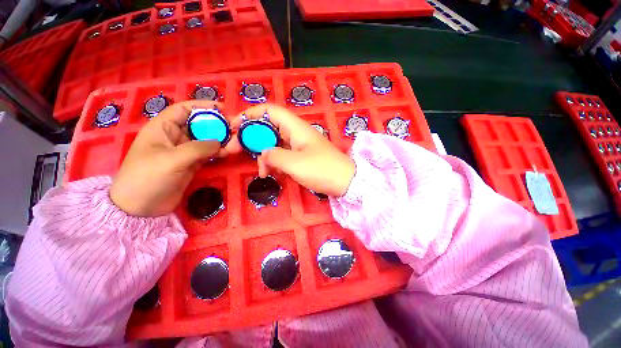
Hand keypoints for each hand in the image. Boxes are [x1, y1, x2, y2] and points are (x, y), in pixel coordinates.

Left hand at [111, 101, 231, 216]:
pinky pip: (208, 153)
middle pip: (198, 124)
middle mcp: (174, 136)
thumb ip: (199, 148)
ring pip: (205, 139)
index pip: (184, 110)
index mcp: (162, 127)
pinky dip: (218, 152)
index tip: (223, 109)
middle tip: (235, 127)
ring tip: (235, 141)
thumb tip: (221, 143)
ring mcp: (184, 151)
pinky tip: (227, 153)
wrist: (141, 207)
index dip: (203, 106)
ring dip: (220, 139)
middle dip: (216, 124)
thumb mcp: (173, 159)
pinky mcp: (191, 163)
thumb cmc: (148, 177)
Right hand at [229, 104, 355, 196]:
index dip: (250, 114)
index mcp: (295, 128)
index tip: (233, 126)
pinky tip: (271, 173)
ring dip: (263, 155)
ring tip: (261, 171)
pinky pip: (282, 154)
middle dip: (250, 137)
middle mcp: (296, 133)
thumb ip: (274, 156)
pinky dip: (274, 162)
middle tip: (232, 150)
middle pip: (267, 128)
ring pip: (273, 143)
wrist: (345, 182)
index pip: (269, 111)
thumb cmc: (322, 170)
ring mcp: (298, 145)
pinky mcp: (301, 156)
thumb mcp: (295, 164)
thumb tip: (264, 153)